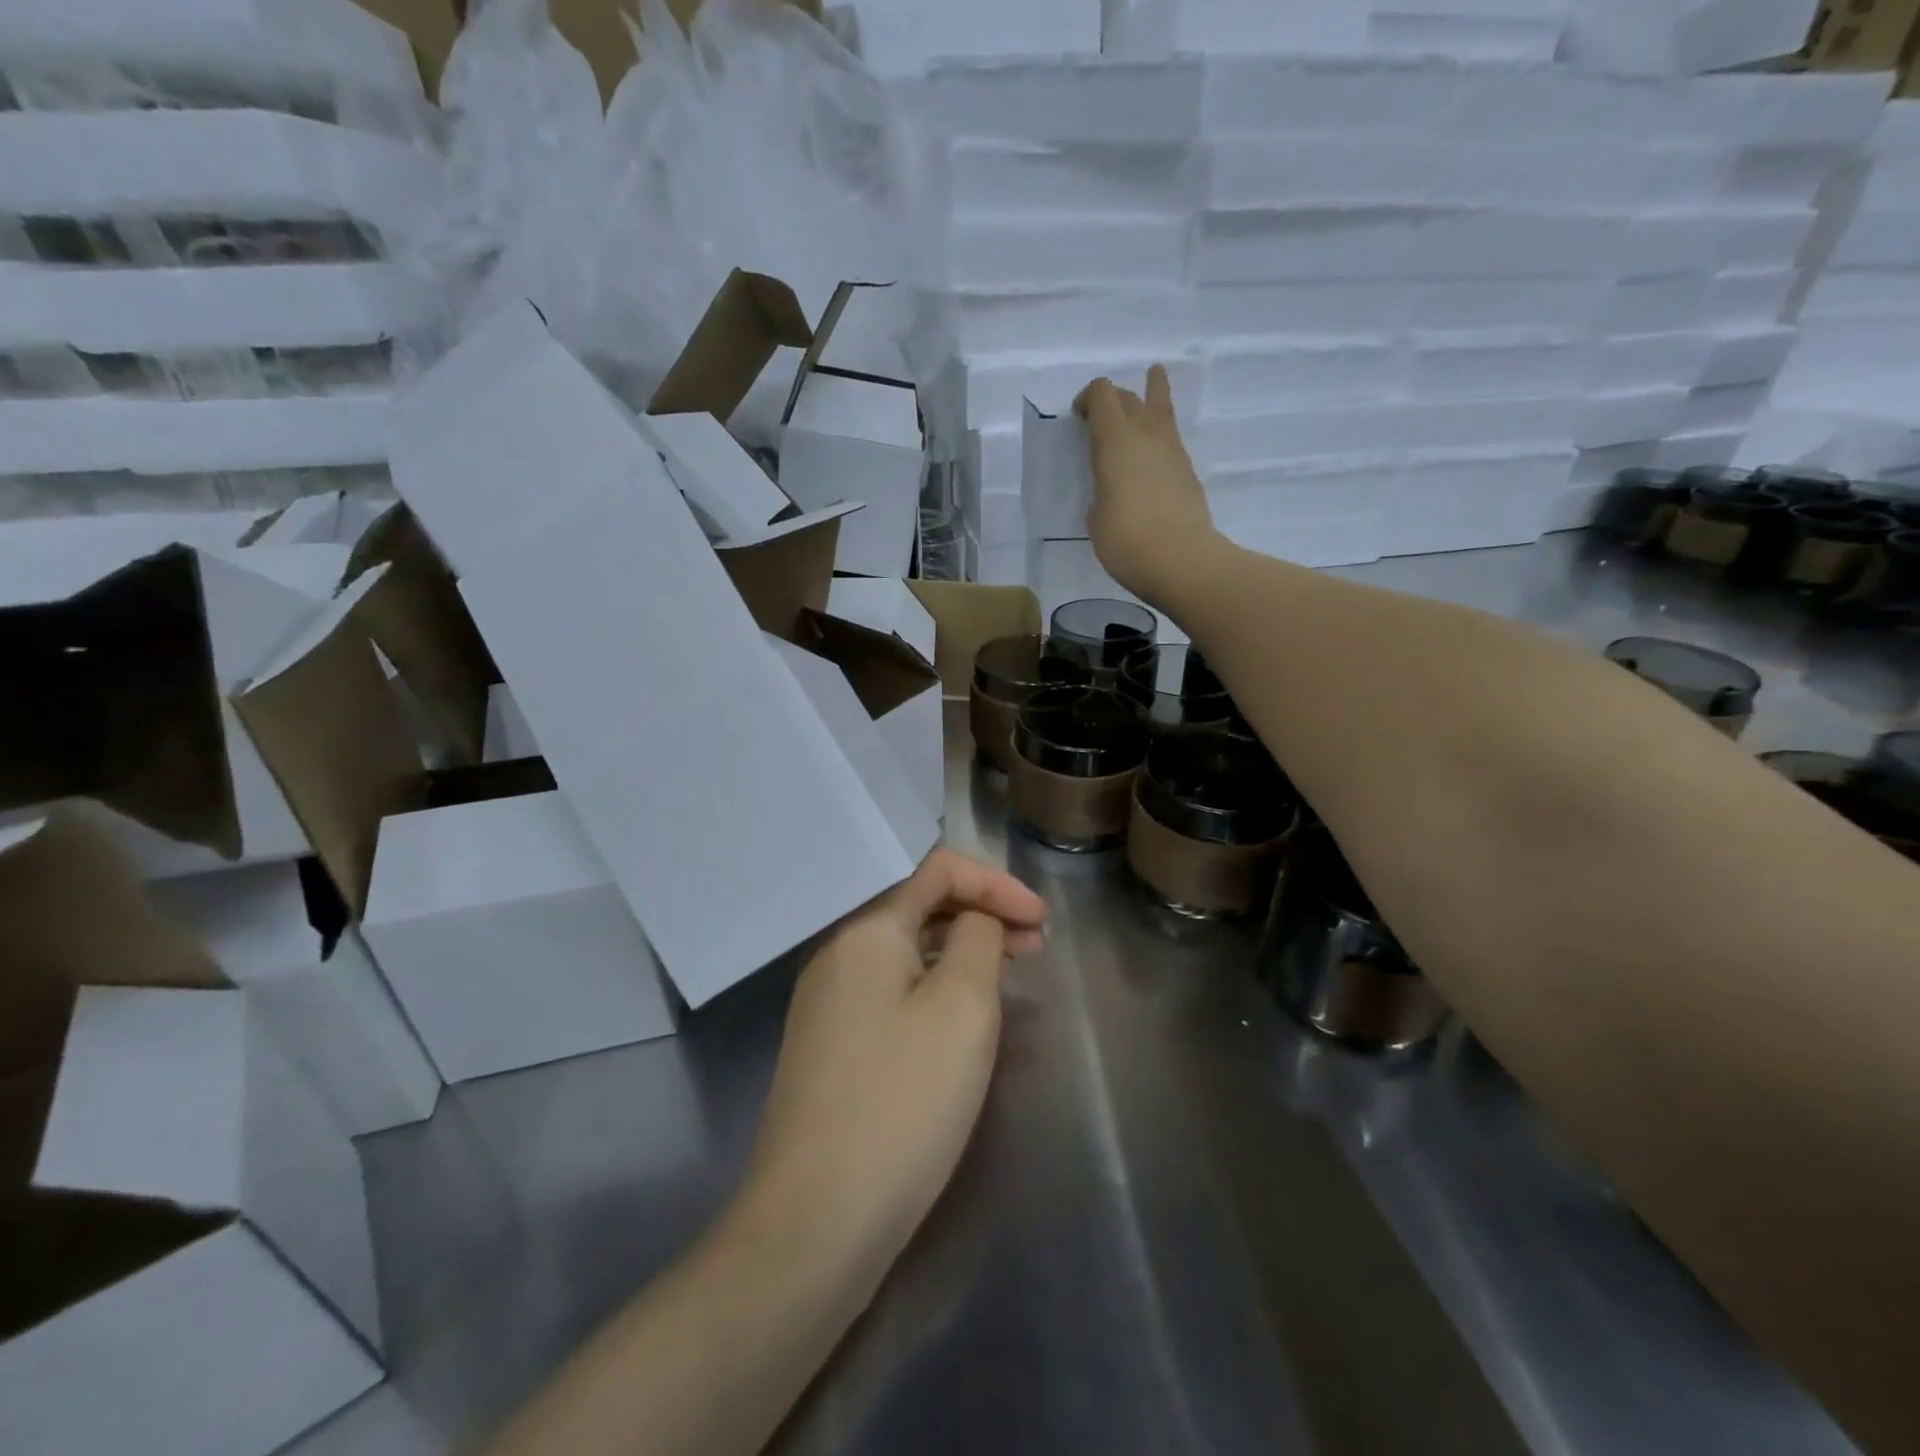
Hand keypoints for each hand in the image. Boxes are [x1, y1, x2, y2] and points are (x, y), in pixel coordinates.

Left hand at [742, 849, 1045, 1278]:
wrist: (814, 1221)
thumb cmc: (902, 1101)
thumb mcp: (962, 1008)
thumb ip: (978, 940)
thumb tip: (975, 921)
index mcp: (867, 930)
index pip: (937, 870)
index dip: (996, 882)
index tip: (1041, 921)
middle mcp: (838, 953)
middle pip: (919, 905)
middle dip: (981, 913)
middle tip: (1034, 945)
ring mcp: (827, 1001)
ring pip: (906, 950)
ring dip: (959, 950)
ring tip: (1007, 976)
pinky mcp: (829, 1045)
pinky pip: (890, 989)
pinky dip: (933, 985)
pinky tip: (959, 1018)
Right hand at [1075, 364, 1218, 605]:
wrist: (1180, 559)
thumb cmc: (1126, 540)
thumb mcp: (1097, 516)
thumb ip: (1102, 491)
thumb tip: (1114, 489)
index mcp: (1114, 439)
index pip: (1102, 394)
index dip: (1088, 398)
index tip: (1078, 416)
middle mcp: (1145, 433)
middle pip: (1129, 397)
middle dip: (1112, 400)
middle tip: (1100, 416)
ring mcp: (1172, 449)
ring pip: (1160, 407)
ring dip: (1151, 394)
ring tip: (1154, 376)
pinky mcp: (1187, 469)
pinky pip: (1170, 437)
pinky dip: (1160, 431)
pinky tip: (1156, 443)